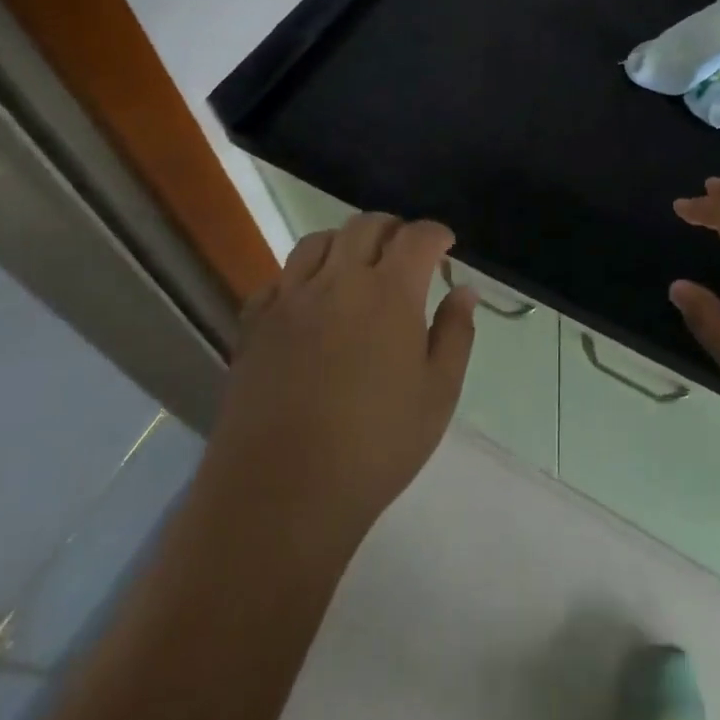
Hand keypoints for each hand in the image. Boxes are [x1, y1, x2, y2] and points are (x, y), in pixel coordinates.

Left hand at [198, 212, 477, 553]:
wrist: (282, 493)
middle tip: (404, 251)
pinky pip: (278, 279)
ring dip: (344, 242)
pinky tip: (308, 300)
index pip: (416, 237)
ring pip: (317, 242)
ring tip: (355, 266)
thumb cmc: (375, 447)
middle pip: (365, 226)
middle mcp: (338, 281)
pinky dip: (300, 276)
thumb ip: (455, 334)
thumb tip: (465, 291)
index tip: (445, 244)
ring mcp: (291, 298)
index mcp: (389, 293)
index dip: (434, 233)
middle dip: (392, 229)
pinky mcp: (255, 323)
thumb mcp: (437, 396)